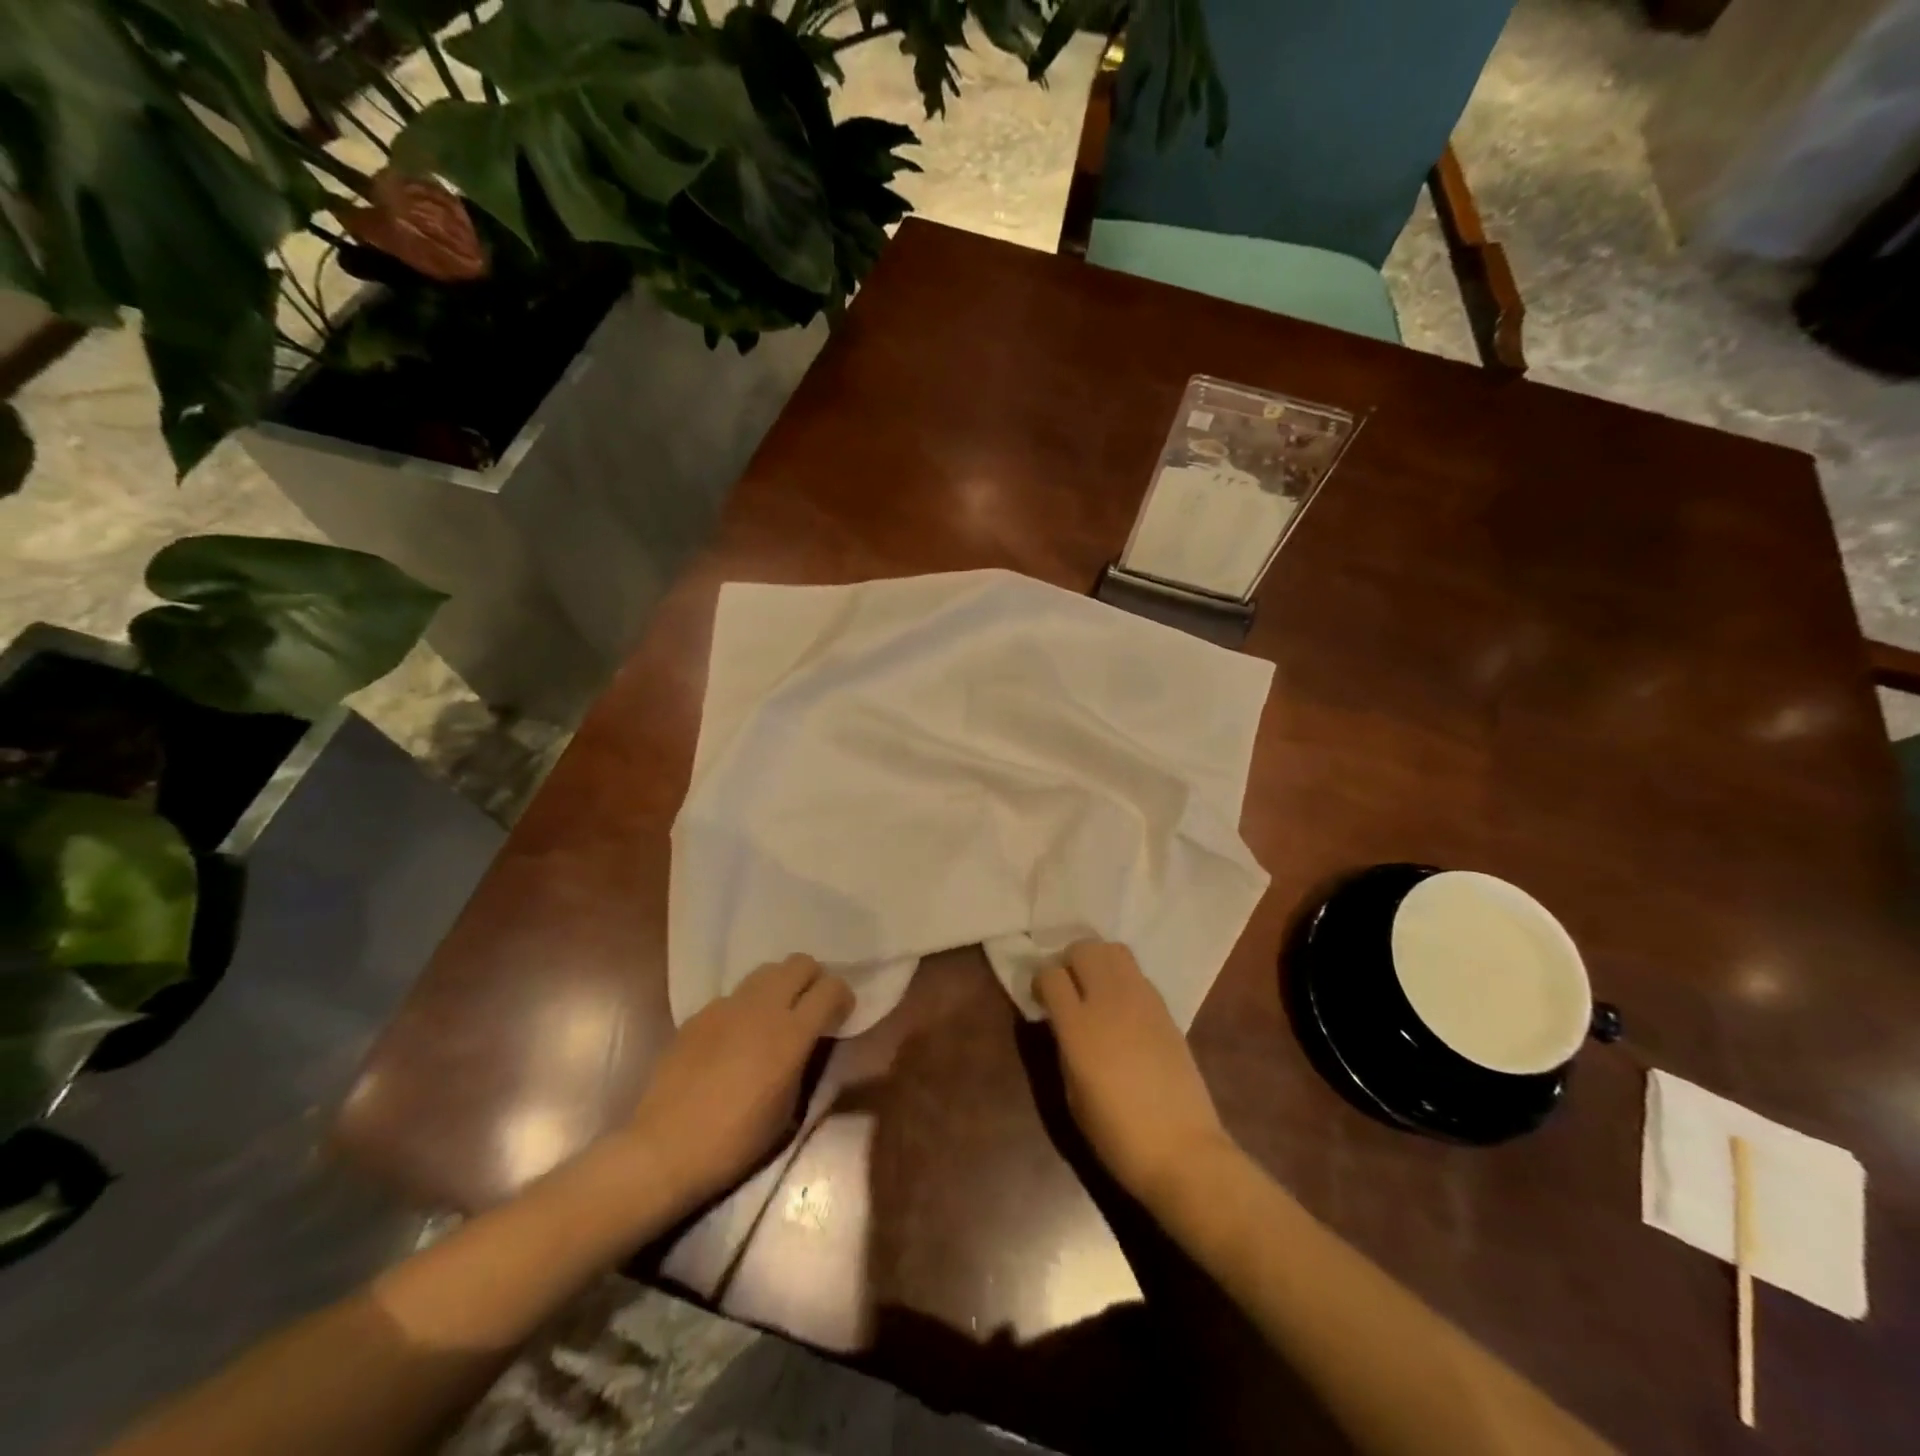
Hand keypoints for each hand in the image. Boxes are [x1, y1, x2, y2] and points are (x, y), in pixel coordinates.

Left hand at [623, 954, 852, 1210]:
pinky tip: (733, 1039)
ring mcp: (726, 1006)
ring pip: (766, 971)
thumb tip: (807, 1042)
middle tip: (809, 1008)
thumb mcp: (789, 1109)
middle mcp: (762, 1008)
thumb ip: (804, 1062)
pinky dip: (744, 1008)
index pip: (831, 987)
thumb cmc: (736, 1141)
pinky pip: (733, 997)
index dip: (842, 997)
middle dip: (812, 979)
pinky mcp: (699, 1014)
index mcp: (792, 1033)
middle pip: (800, 963)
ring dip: (779, 987)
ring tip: (773, 1017)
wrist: (666, 1149)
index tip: (840, 1016)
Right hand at [1035, 940, 1235, 1206]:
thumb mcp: (1073, 1092)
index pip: (1050, 975)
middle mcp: (1109, 1001)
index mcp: (1078, 1026)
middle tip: (1066, 987)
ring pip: (1113, 950)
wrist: (1183, 1151)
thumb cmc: (1117, 1135)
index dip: (1040, 982)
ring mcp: (1141, 1000)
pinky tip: (1121, 1007)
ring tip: (1093, 988)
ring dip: (1097, 960)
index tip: (1040, 999)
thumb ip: (1064, 1046)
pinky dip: (1122, 978)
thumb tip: (1061, 1022)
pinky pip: (1136, 974)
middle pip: (1083, 948)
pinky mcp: (1165, 1008)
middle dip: (1068, 961)